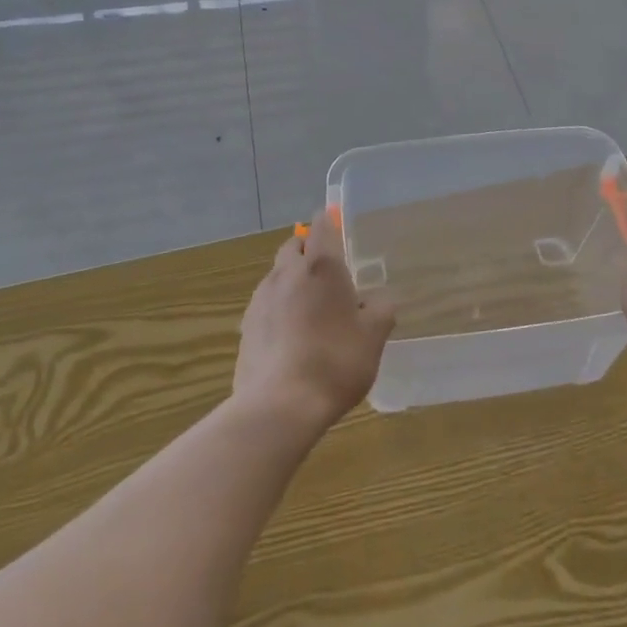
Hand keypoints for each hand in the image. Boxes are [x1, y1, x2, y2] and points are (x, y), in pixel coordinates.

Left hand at [234, 213, 395, 434]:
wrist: (279, 405)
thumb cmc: (335, 361)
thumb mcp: (374, 337)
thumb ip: (381, 311)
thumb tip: (380, 300)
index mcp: (320, 266)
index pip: (321, 225)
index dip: (329, 222)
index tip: (338, 227)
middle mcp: (286, 272)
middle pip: (294, 246)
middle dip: (308, 250)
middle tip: (330, 273)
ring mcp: (260, 298)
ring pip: (277, 275)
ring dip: (292, 280)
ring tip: (312, 309)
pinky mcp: (245, 326)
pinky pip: (265, 304)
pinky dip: (278, 308)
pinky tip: (291, 335)